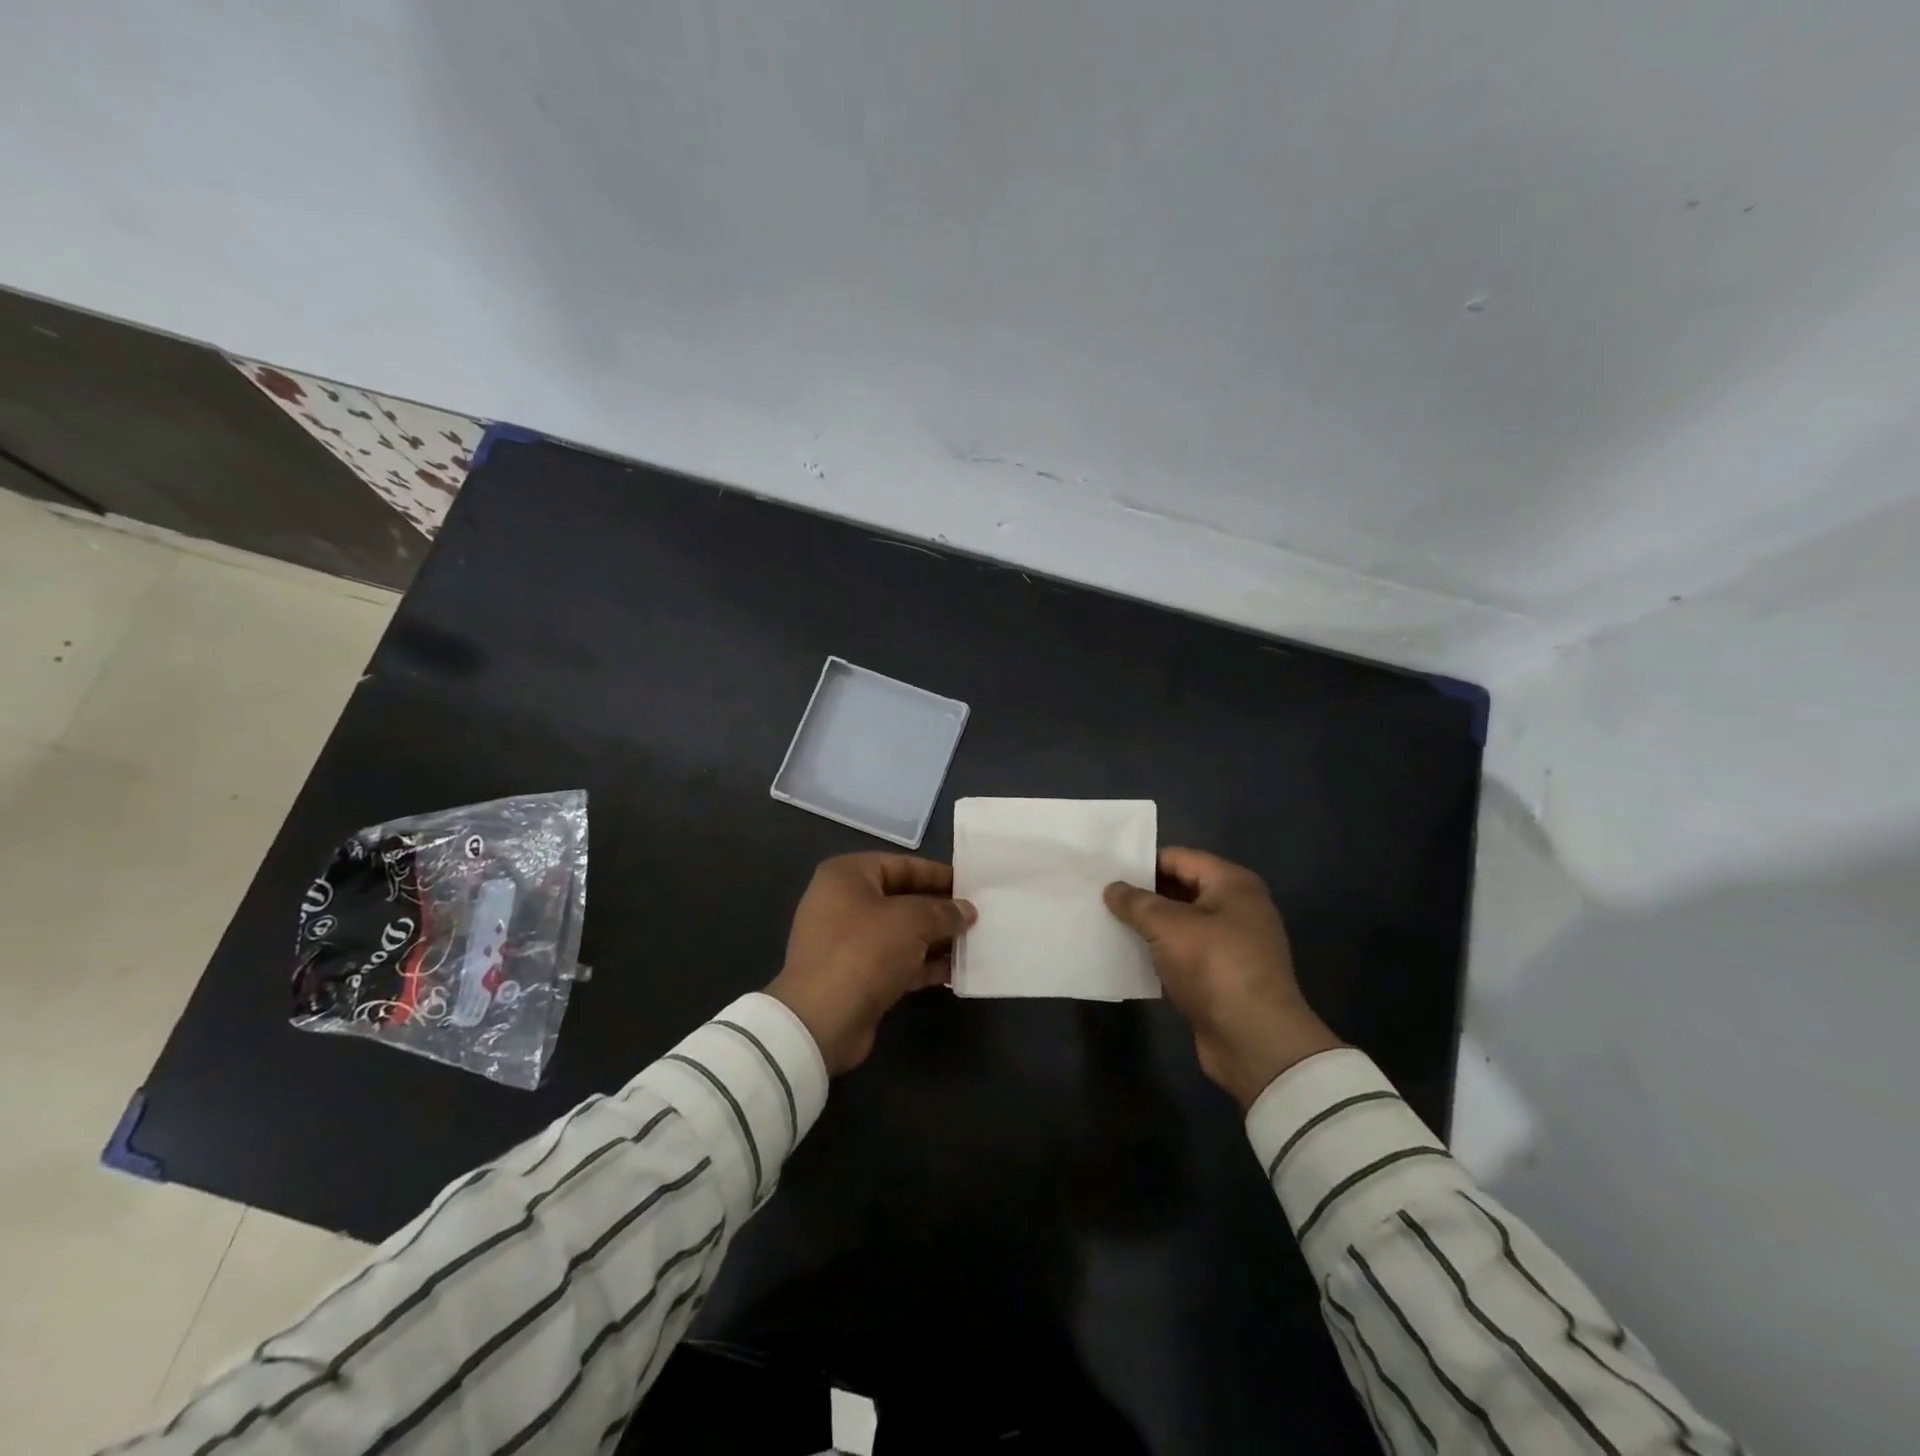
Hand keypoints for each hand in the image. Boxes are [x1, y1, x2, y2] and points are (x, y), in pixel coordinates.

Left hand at [767, 853, 976, 1074]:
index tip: (971, 885)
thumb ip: (943, 911)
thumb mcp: (912, 921)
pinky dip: (922, 964)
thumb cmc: (865, 951)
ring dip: (935, 939)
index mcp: (847, 876)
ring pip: (900, 933)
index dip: (938, 874)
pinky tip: (954, 972)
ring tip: (973, 944)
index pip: (901, 864)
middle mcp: (843, 902)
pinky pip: (895, 961)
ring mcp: (847, 942)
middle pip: (902, 899)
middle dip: (939, 909)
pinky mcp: (855, 976)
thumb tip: (966, 911)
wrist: (821, 1020)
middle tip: (977, 916)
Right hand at [1104, 847, 1342, 1109]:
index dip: (1143, 862)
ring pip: (1181, 924)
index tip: (1107, 870)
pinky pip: (1184, 953)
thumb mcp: (1168, 926)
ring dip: (1149, 926)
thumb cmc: (1214, 967)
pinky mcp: (1223, 976)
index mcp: (1232, 884)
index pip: (1180, 858)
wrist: (1254, 1041)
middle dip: (1144, 894)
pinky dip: (1160, 953)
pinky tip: (1130, 956)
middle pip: (1182, 889)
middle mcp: (1237, 908)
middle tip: (1102, 897)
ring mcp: (1232, 944)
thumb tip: (1113, 888)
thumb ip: (1136, 902)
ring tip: (1109, 924)